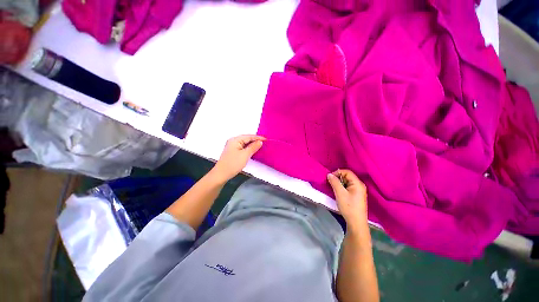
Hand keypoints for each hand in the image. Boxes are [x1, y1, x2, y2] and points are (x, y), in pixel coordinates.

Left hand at [211, 135, 265, 181]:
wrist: (222, 174)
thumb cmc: (233, 164)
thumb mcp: (245, 155)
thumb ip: (253, 147)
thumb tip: (260, 142)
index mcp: (235, 140)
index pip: (249, 136)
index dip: (258, 138)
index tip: (266, 139)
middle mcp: (233, 141)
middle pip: (246, 139)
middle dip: (255, 140)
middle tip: (264, 142)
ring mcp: (232, 146)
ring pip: (244, 143)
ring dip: (252, 144)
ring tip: (260, 146)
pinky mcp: (232, 151)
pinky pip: (242, 147)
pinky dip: (248, 148)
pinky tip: (252, 150)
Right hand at [327, 169, 367, 229]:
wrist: (356, 223)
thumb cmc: (348, 207)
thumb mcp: (340, 193)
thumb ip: (334, 182)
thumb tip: (329, 174)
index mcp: (358, 183)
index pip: (347, 172)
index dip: (338, 172)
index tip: (330, 177)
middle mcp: (360, 185)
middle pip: (347, 176)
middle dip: (338, 178)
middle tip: (331, 183)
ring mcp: (359, 191)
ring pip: (347, 182)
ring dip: (339, 183)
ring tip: (333, 188)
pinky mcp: (356, 196)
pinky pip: (348, 187)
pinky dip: (342, 187)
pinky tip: (338, 192)